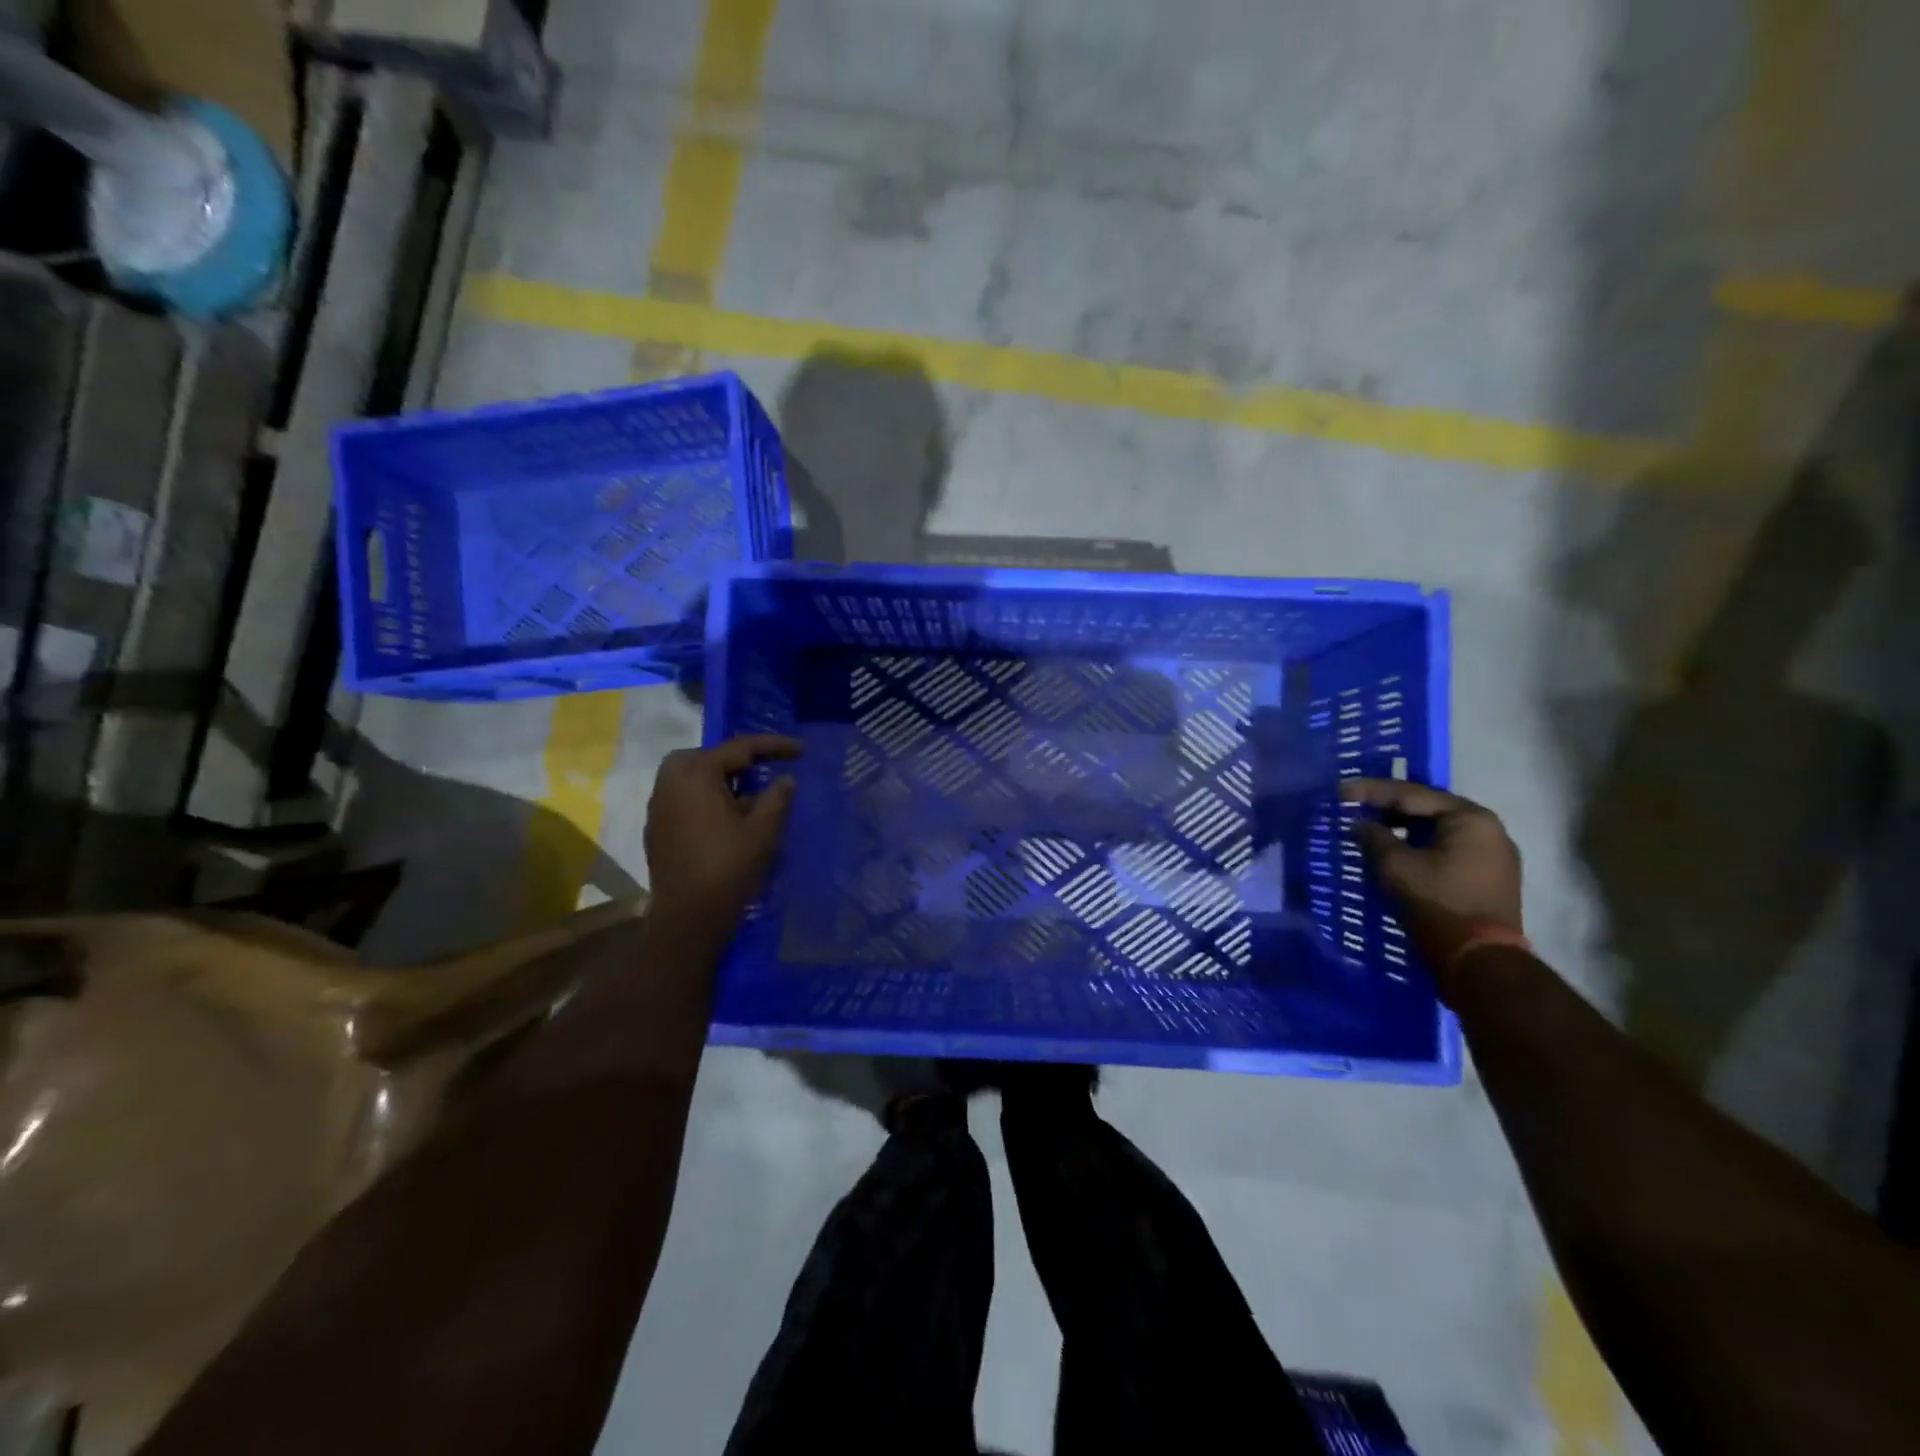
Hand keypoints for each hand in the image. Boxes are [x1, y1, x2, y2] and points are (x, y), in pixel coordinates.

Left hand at [645, 735, 801, 934]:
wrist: (688, 916)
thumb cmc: (729, 868)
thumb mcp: (763, 831)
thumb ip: (777, 798)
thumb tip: (785, 780)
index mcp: (697, 775)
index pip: (740, 748)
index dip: (774, 746)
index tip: (801, 750)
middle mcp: (671, 782)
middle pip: (707, 756)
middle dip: (736, 759)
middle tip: (762, 771)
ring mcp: (658, 805)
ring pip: (690, 776)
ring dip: (718, 779)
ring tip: (747, 796)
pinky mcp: (656, 828)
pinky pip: (681, 797)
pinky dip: (704, 797)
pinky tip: (725, 819)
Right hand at [1341, 778, 1523, 992]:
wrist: (1480, 961)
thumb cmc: (1438, 903)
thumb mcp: (1395, 866)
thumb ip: (1373, 837)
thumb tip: (1358, 824)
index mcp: (1470, 818)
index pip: (1411, 794)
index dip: (1371, 791)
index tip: (1340, 790)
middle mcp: (1489, 829)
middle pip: (1428, 809)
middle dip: (1388, 808)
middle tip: (1353, 807)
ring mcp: (1493, 855)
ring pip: (1437, 831)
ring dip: (1403, 829)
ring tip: (1369, 828)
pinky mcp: (1489, 877)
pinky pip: (1447, 849)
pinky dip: (1419, 846)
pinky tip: (1394, 851)